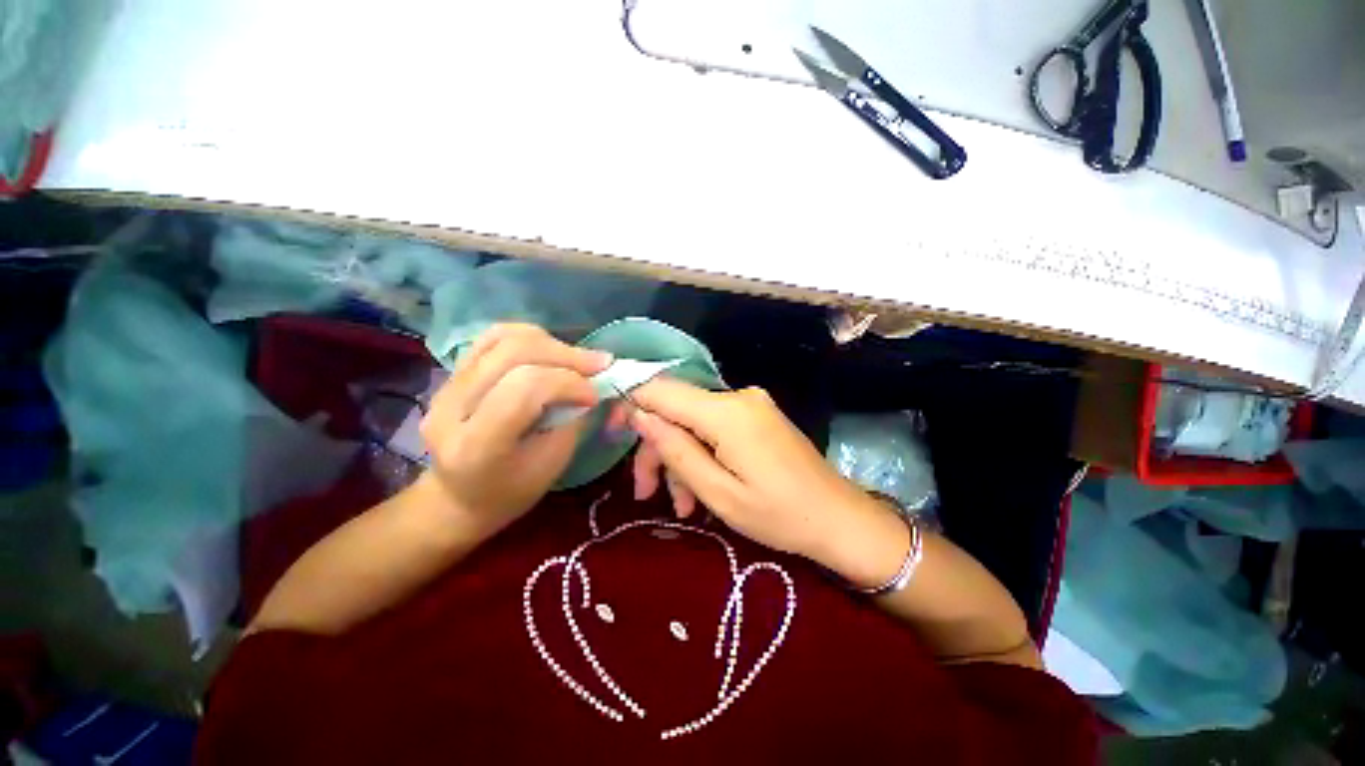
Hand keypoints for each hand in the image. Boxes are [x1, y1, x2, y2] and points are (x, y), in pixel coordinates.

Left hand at [420, 324, 611, 532]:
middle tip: (600, 364)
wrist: (458, 497)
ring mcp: (445, 386)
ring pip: (503, 338)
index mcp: (475, 445)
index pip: (525, 387)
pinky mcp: (450, 374)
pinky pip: (493, 338)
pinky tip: (552, 350)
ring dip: (551, 343)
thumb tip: (595, 381)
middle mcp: (450, 408)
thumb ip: (573, 418)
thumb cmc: (512, 491)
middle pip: (513, 353)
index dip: (568, 382)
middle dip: (566, 355)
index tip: (595, 396)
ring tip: (578, 358)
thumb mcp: (552, 464)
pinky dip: (531, 338)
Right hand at [621, 378, 900, 572]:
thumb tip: (640, 415)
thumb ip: (676, 449)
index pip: (662, 389)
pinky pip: (714, 428)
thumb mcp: (718, 493)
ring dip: (680, 459)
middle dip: (658, 449)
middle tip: (646, 493)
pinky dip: (702, 454)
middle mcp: (737, 397)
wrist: (839, 518)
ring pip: (693, 422)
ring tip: (682, 506)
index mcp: (726, 413)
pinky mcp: (756, 416)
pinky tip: (701, 491)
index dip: (632, 404)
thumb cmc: (779, 515)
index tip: (614, 435)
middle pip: (676, 410)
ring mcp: (749, 404)